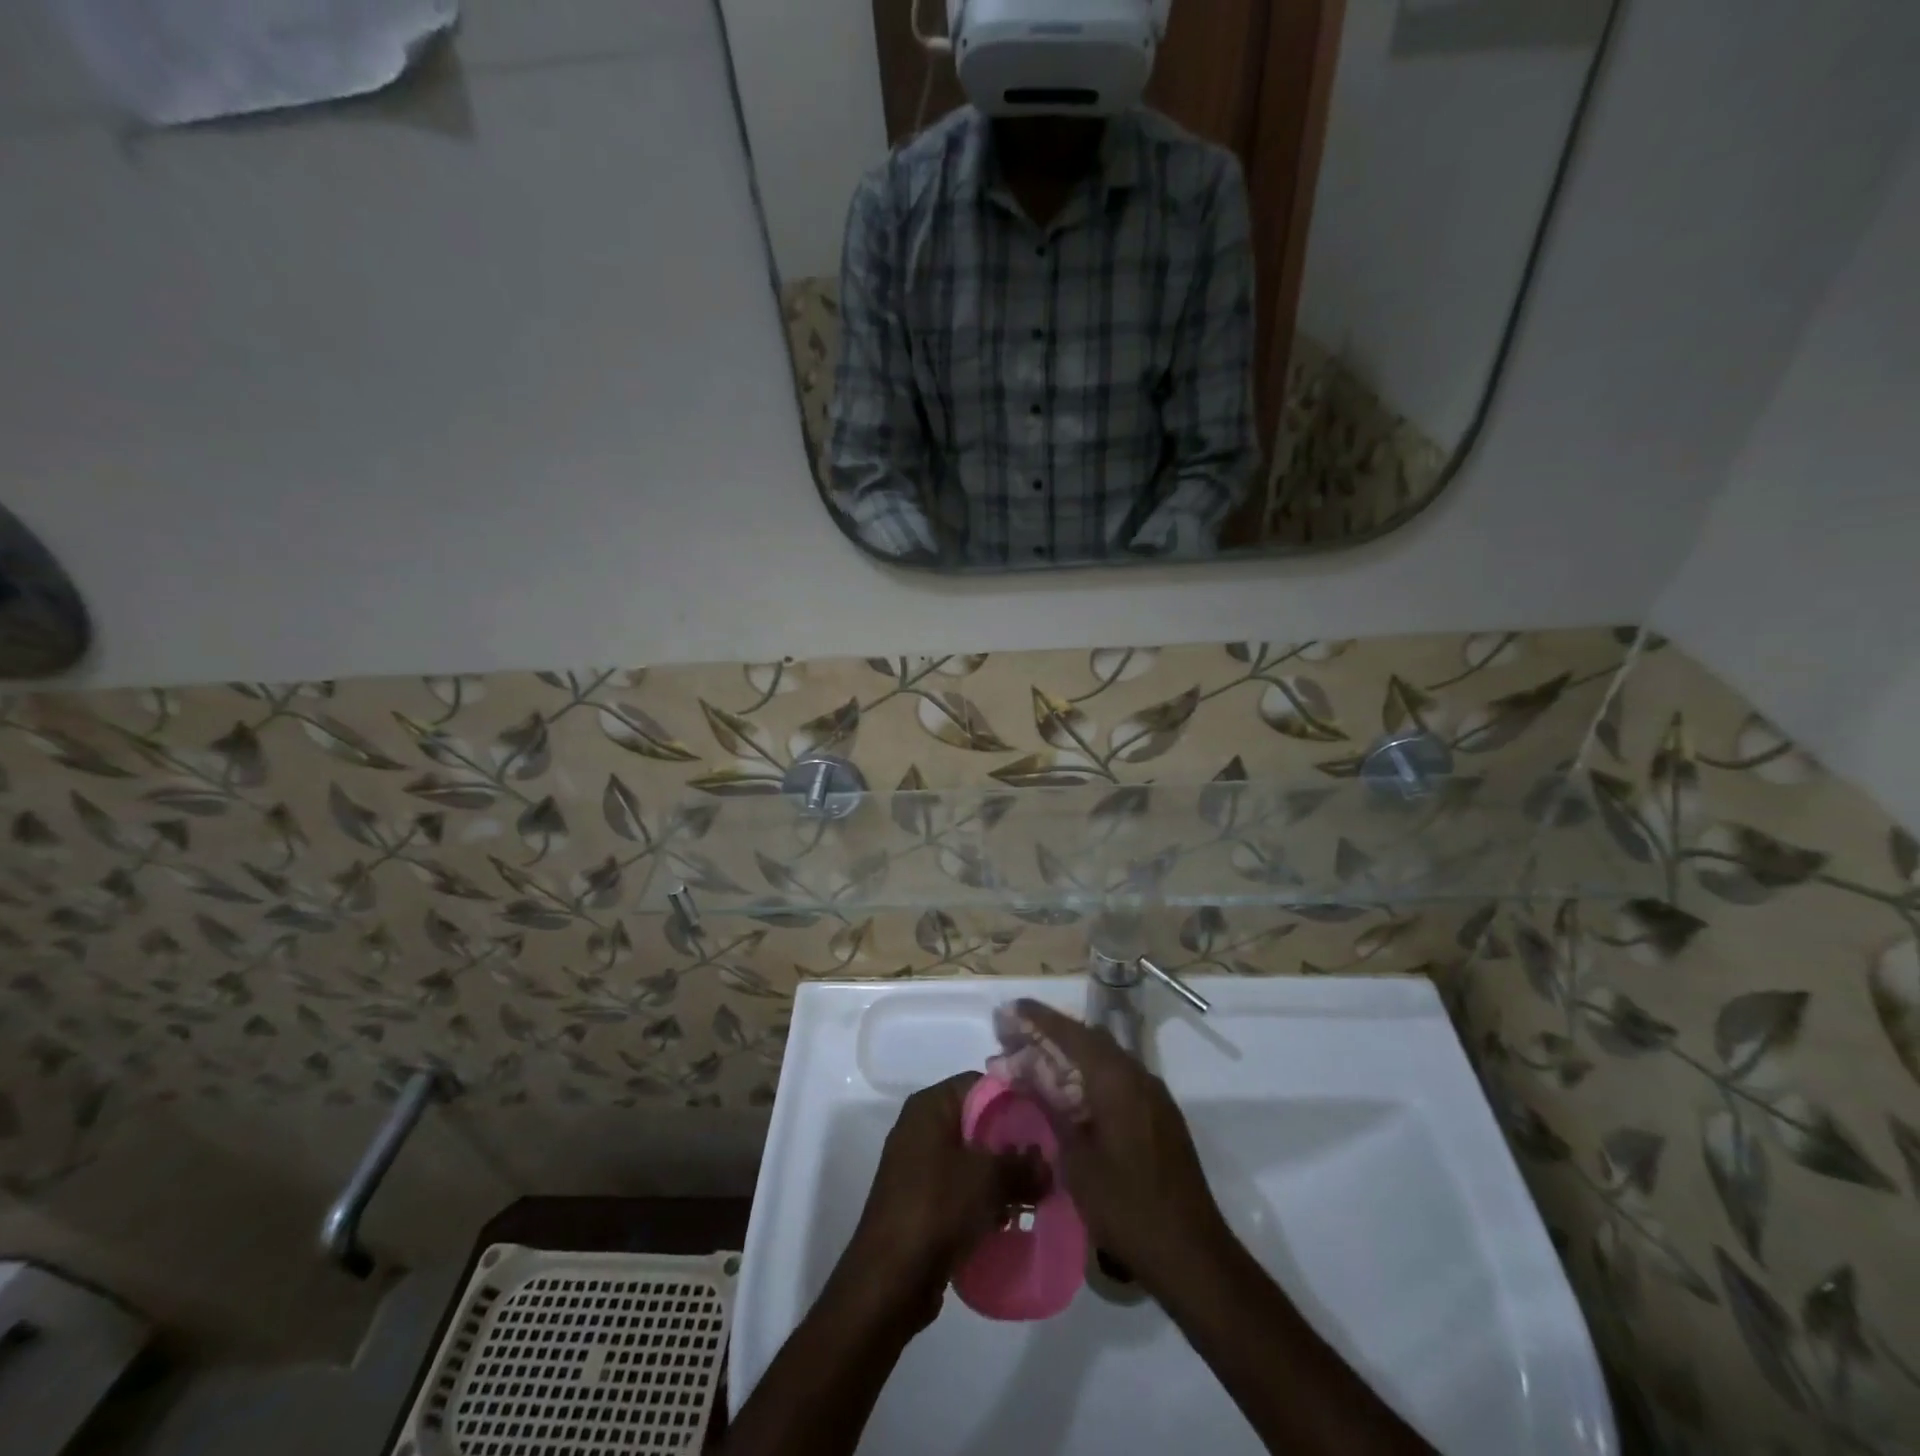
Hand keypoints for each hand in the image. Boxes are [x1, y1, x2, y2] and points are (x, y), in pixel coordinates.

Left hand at [845, 1073, 1044, 1330]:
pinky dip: (983, 1199)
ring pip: (970, 1159)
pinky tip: (1009, 1218)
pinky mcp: (920, 1202)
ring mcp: (917, 1167)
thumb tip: (1047, 1166)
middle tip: (1046, 1162)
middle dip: (1011, 1143)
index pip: (980, 1085)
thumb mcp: (988, 1179)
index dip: (1014, 1099)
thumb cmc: (937, 1208)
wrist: (889, 1279)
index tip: (1046, 1120)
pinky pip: (959, 1188)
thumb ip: (1022, 1166)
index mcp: (930, 1107)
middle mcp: (920, 1128)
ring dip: (1000, 1175)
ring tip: (1035, 1194)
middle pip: (976, 1122)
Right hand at [1010, 1000, 1229, 1292]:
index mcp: (1117, 1079)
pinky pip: (1117, 1078)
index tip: (1009, 1010)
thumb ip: (1052, 1106)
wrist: (1191, 1255)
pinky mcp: (1159, 1115)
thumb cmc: (1126, 1208)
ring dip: (1068, 1055)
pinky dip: (1088, 1075)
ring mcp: (1153, 1095)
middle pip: (1088, 1040)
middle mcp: (1138, 1075)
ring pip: (1104, 1058)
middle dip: (1049, 1035)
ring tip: (1032, 1062)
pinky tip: (1067, 1091)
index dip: (1038, 1019)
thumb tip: (1026, 1070)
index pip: (1071, 1033)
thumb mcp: (1077, 1159)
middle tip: (1013, 1038)